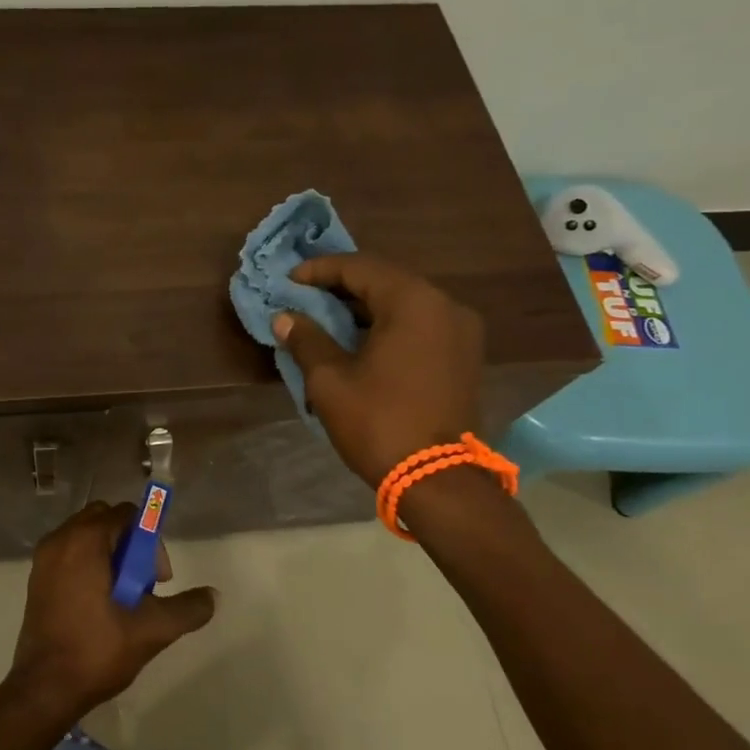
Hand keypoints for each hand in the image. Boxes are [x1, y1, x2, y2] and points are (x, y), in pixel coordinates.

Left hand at [6, 502, 216, 720]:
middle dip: (131, 545)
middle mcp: (60, 539)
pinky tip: (100, 605)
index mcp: (85, 540)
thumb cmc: (97, 650)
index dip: (150, 542)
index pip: (127, 515)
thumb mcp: (152, 629)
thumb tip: (214, 596)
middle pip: (105, 521)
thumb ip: (187, 608)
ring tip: (123, 598)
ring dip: (110, 556)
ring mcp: (43, 558)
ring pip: (86, 537)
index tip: (158, 580)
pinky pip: (69, 554)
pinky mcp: (36, 578)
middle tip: (143, 586)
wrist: (44, 689)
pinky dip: (89, 566)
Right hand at [272, 253, 485, 488]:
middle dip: (342, 286)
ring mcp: (461, 331)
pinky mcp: (464, 356)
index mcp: (413, 302)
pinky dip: (388, 324)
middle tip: (304, 296)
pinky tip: (359, 340)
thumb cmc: (379, 422)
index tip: (289, 281)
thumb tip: (284, 318)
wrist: (439, 481)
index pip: (360, 267)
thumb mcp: (330, 380)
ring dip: (365, 306)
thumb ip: (307, 339)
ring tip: (326, 317)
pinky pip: (420, 324)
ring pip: (404, 303)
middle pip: (386, 280)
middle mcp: (445, 306)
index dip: (320, 270)